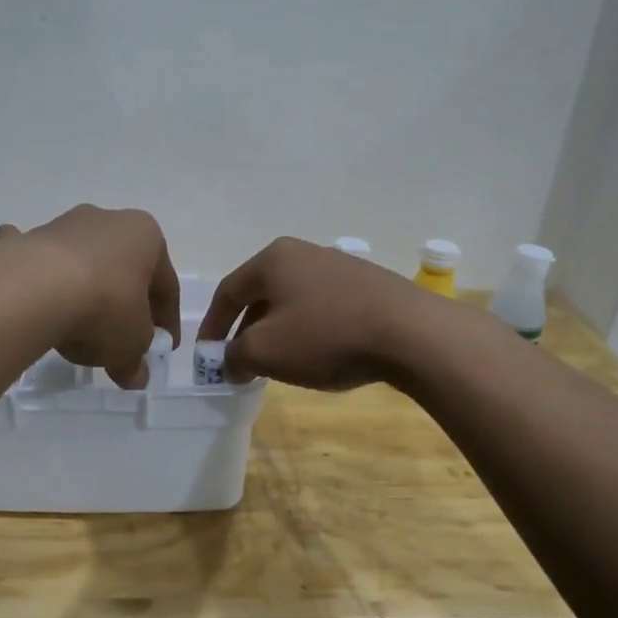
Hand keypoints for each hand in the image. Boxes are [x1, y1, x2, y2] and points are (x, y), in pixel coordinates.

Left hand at [0, 207, 179, 388]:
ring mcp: (62, 226)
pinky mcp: (26, 241)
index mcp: (145, 236)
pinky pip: (38, 263)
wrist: (32, 290)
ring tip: (78, 330)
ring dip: (86, 291)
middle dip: (126, 303)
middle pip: (124, 270)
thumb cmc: (104, 308)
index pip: (166, 285)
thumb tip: (135, 376)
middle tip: (123, 339)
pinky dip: (38, 278)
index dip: (167, 320)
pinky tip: (33, 301)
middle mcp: (107, 221)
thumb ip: (136, 360)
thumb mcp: (131, 344)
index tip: (164, 346)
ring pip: (83, 264)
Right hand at [196, 237, 436, 389]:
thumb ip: (234, 356)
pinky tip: (320, 356)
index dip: (212, 326)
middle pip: (261, 295)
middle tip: (241, 363)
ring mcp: (340, 267)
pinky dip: (310, 332)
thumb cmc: (325, 336)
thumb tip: (230, 362)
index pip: (228, 292)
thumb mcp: (265, 351)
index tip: (207, 356)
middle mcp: (304, 253)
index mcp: (273, 259)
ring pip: (294, 303)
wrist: (410, 333)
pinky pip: (324, 309)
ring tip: (279, 364)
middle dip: (246, 331)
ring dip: (279, 333)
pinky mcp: (369, 286)